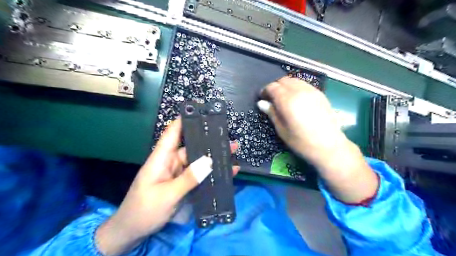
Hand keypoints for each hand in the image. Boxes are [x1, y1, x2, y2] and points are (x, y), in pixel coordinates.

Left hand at [94, 119, 239, 254]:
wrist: (133, 231)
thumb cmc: (144, 210)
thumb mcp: (167, 195)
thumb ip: (188, 178)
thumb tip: (209, 161)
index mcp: (161, 158)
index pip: (172, 133)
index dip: (184, 120)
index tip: (200, 112)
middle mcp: (171, 162)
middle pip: (191, 146)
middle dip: (208, 141)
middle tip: (228, 137)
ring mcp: (178, 173)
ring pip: (197, 160)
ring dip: (213, 157)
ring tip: (231, 151)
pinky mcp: (183, 183)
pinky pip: (199, 174)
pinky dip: (211, 172)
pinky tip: (226, 171)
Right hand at [256, 76, 345, 167]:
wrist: (329, 146)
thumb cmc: (301, 142)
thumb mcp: (282, 130)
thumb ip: (272, 113)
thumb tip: (261, 103)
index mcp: (288, 101)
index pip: (273, 87)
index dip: (265, 91)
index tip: (262, 98)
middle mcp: (300, 91)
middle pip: (283, 80)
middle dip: (275, 87)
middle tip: (272, 98)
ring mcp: (312, 91)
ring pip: (294, 80)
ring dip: (286, 86)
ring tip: (283, 98)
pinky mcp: (320, 94)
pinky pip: (304, 84)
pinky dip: (296, 87)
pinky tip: (296, 98)